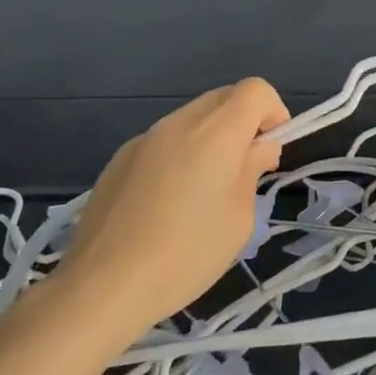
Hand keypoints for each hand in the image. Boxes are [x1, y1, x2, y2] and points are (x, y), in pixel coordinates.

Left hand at [53, 79, 289, 337]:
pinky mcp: (120, 157)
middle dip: (243, 123)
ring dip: (209, 139)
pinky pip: (163, 141)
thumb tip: (258, 147)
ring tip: (201, 192)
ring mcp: (146, 137)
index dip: (273, 113)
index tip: (269, 151)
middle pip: (224, 97)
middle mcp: (181, 121)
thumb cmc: (185, 254)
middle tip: (242, 170)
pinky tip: (164, 204)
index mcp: (216, 131)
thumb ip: (252, 170)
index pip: (255, 89)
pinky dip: (178, 155)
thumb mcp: (239, 218)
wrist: (102, 285)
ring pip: (192, 118)